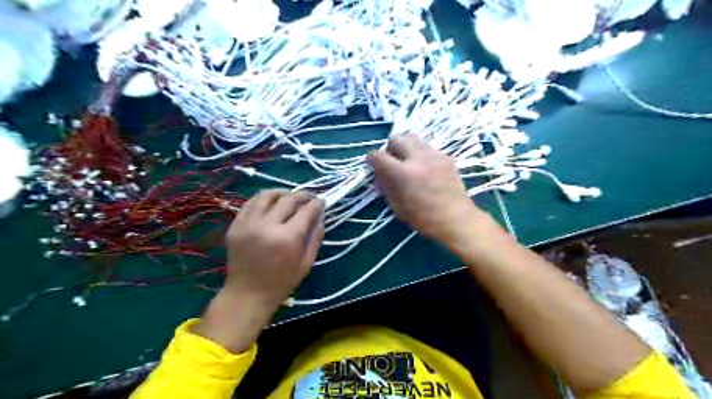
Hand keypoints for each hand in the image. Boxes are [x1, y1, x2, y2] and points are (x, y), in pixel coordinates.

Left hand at [190, 190, 321, 351]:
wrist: (247, 294)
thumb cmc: (281, 282)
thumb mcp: (306, 263)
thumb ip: (315, 237)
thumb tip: (321, 216)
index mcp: (287, 238)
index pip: (306, 211)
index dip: (316, 204)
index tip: (321, 201)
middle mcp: (267, 226)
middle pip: (288, 199)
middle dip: (302, 196)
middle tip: (309, 198)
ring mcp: (248, 224)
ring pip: (267, 195)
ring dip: (282, 192)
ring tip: (290, 196)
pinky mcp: (235, 225)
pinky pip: (251, 203)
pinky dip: (264, 199)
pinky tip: (271, 203)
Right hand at [371, 136, 480, 243]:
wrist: (456, 219)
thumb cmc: (424, 218)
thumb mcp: (397, 207)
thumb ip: (385, 186)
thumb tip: (378, 174)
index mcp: (403, 173)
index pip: (378, 155)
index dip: (372, 160)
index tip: (373, 165)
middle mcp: (417, 158)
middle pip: (396, 139)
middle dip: (390, 149)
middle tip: (392, 162)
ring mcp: (434, 155)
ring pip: (413, 138)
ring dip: (406, 147)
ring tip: (408, 162)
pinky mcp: (445, 156)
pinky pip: (427, 147)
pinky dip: (420, 154)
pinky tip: (425, 168)